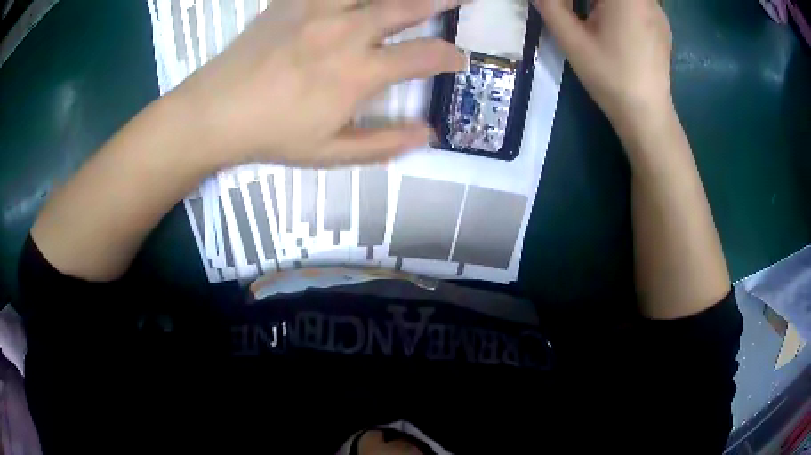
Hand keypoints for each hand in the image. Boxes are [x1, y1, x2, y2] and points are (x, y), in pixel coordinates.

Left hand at [173, 0, 466, 168]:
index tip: (458, 59)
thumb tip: (428, 134)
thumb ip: (383, 144)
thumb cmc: (271, 136)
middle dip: (445, 0)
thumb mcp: (329, 154)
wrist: (215, 112)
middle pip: (407, 6)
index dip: (450, 57)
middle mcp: (345, 32)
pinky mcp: (292, 1)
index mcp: (357, 73)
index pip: (423, 56)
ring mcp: (317, 10)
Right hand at [533, 0, 673, 130]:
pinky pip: (637, 4)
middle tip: (570, 9)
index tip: (562, 7)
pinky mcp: (662, 25)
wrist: (646, 114)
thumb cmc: (609, 76)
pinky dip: (620, 7)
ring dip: (601, 2)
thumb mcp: (572, 39)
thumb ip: (550, 6)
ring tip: (592, 19)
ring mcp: (657, 11)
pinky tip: (614, 27)